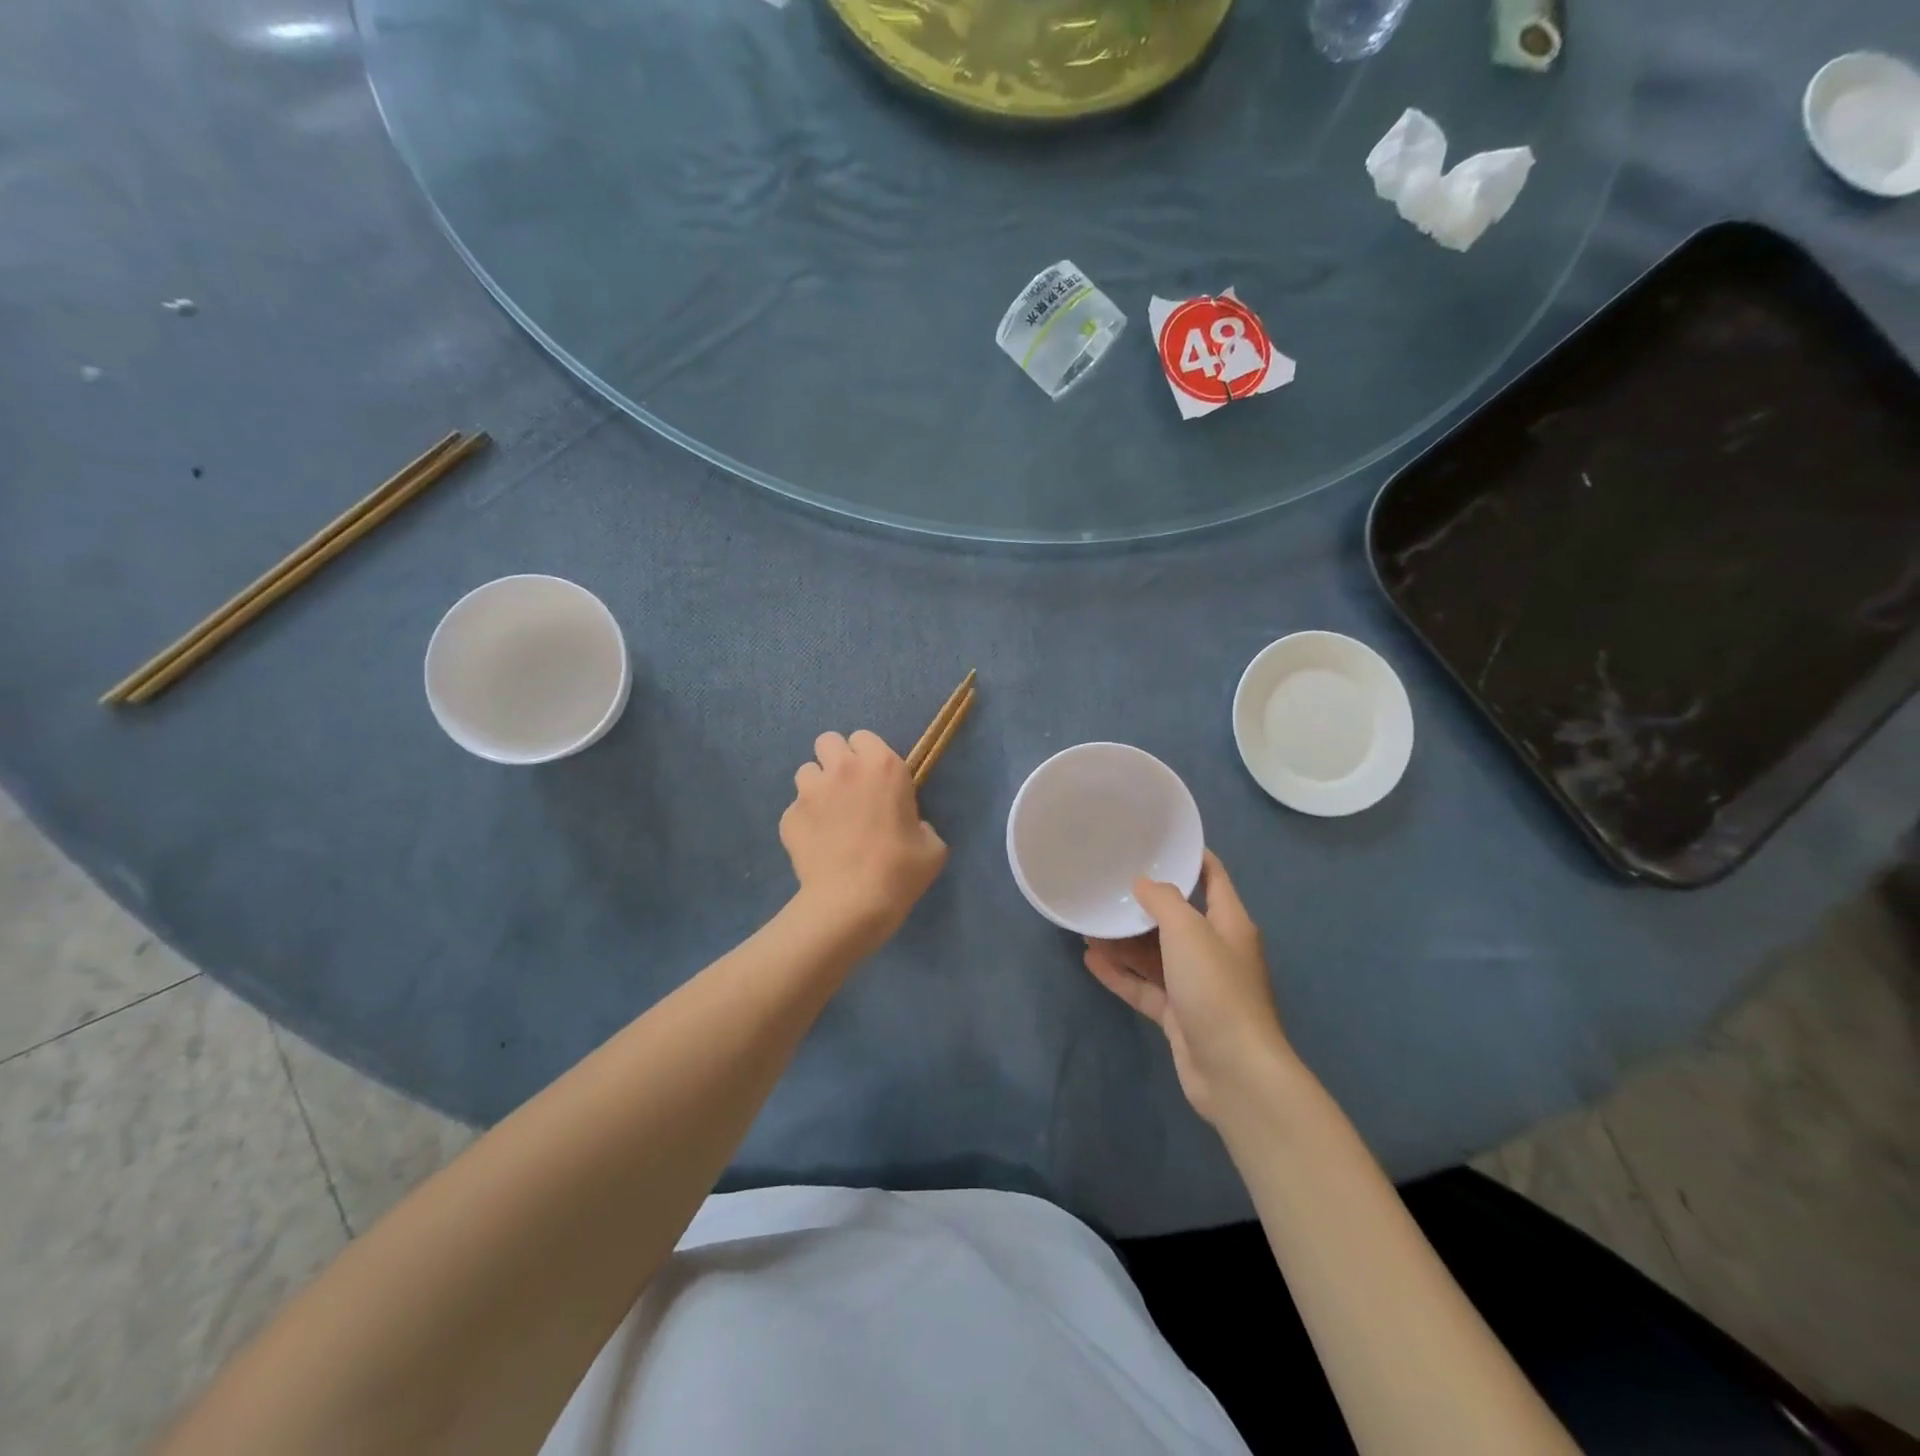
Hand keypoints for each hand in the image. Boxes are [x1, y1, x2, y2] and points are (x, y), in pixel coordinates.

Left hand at [781, 730, 947, 950]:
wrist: (852, 903)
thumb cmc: (900, 871)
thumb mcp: (932, 846)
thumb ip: (921, 825)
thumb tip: (911, 827)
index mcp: (883, 767)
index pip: (864, 737)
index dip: (867, 755)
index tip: (873, 778)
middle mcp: (843, 769)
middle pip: (828, 741)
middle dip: (835, 759)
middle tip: (846, 789)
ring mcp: (811, 791)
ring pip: (806, 772)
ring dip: (817, 787)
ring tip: (827, 816)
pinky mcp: (789, 816)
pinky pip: (795, 809)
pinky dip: (804, 821)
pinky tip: (816, 845)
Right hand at [1083, 851, 1289, 1125]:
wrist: (1234, 1072)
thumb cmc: (1216, 988)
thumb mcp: (1188, 931)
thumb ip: (1163, 901)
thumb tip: (1143, 883)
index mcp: (1229, 923)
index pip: (1212, 877)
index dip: (1189, 857)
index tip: (1155, 842)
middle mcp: (1214, 950)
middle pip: (1176, 918)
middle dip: (1142, 905)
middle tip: (1106, 887)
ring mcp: (1196, 986)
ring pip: (1155, 954)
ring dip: (1125, 941)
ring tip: (1089, 924)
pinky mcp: (1179, 1015)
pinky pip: (1145, 986)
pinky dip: (1121, 973)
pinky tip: (1091, 960)